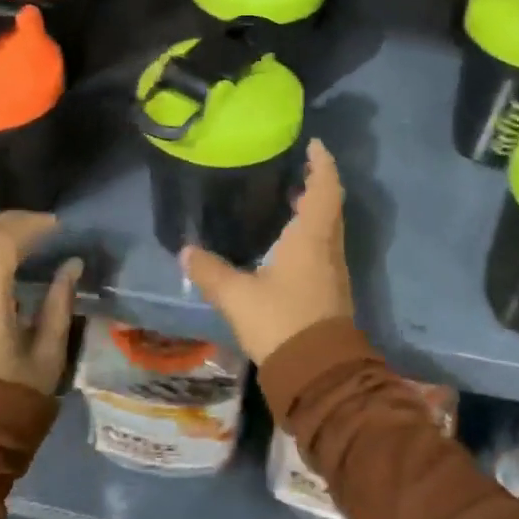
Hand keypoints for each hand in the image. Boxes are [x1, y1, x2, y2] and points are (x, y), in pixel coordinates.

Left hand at [0, 212, 82, 394]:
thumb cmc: (13, 400)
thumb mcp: (48, 354)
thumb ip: (60, 304)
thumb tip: (71, 265)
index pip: (1, 244)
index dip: (30, 226)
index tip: (57, 226)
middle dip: (10, 222)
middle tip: (43, 225)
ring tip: (24, 236)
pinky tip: (1, 259)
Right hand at [182, 139, 352, 365]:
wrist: (317, 373)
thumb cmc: (282, 322)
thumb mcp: (238, 297)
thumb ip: (211, 272)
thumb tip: (186, 251)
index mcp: (312, 238)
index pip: (325, 189)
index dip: (322, 164)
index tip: (313, 145)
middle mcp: (328, 249)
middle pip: (330, 206)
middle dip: (316, 184)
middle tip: (295, 169)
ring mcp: (332, 272)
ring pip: (327, 228)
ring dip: (314, 210)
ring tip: (288, 199)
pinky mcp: (329, 292)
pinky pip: (322, 248)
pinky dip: (310, 233)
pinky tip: (286, 242)